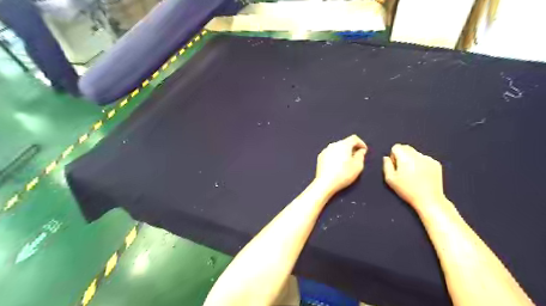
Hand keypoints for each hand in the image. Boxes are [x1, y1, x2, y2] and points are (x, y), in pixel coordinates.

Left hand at [316, 134, 365, 195]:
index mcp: (343, 144)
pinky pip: (331, 153)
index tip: (364, 150)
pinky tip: (337, 165)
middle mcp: (333, 145)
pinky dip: (336, 156)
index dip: (361, 143)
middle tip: (357, 157)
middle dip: (352, 148)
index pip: (354, 138)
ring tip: (347, 162)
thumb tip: (360, 151)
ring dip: (343, 152)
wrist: (325, 183)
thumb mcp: (358, 166)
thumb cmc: (343, 174)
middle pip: (345, 142)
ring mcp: (325, 150)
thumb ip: (361, 155)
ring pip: (337, 148)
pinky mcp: (320, 157)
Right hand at [383, 144, 446, 211]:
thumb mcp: (390, 179)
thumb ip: (386, 166)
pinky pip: (424, 158)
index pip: (396, 147)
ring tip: (413, 174)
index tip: (395, 165)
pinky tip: (421, 175)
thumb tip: (386, 158)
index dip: (393, 155)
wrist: (429, 199)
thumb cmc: (407, 190)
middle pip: (406, 147)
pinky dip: (421, 163)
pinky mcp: (436, 163)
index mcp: (405, 158)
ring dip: (412, 159)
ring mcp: (428, 159)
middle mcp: (417, 155)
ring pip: (415, 153)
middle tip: (402, 169)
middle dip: (402, 155)